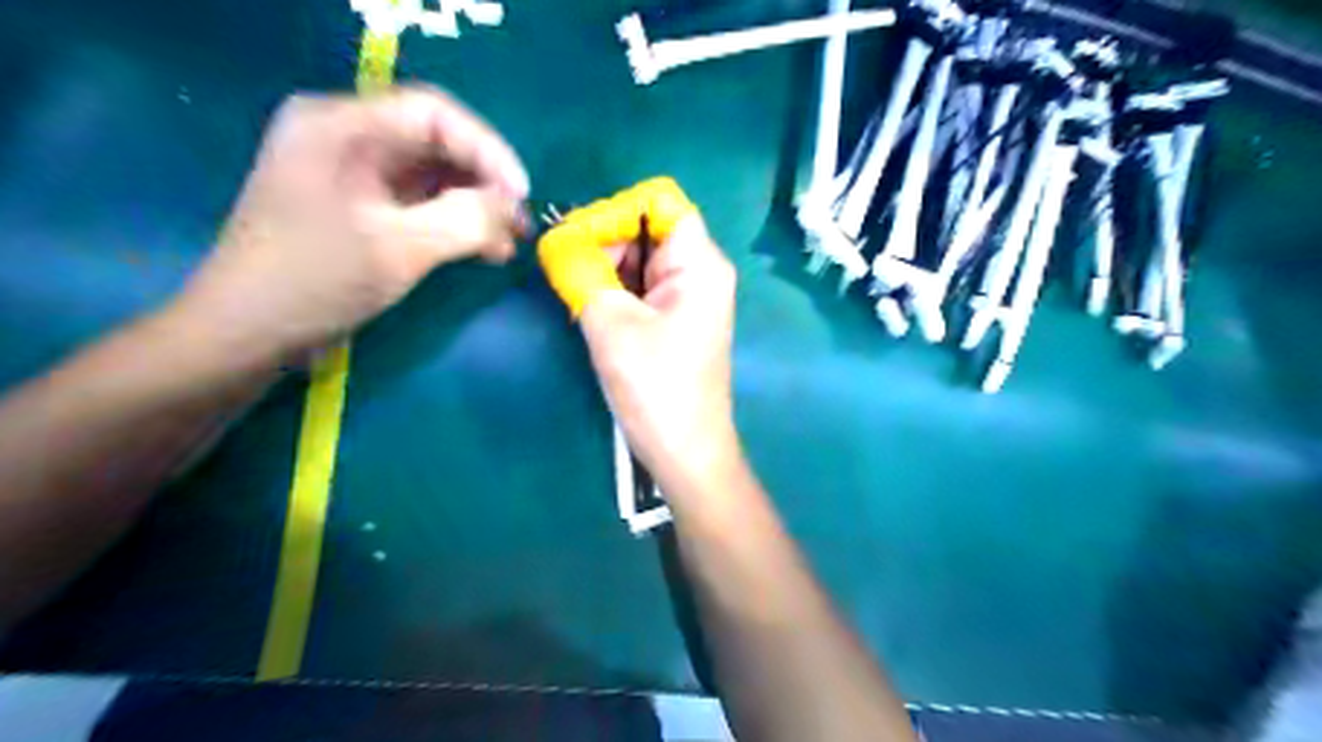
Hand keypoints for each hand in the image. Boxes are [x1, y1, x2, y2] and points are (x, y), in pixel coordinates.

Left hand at [169, 87, 527, 362]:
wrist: (247, 331)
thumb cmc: (315, 281)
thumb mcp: (399, 249)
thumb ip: (464, 221)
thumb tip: (509, 207)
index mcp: (340, 125)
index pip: (433, 113)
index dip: (487, 149)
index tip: (521, 194)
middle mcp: (344, 135)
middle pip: (435, 141)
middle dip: (484, 183)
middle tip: (519, 224)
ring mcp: (350, 169)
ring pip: (432, 173)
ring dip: (474, 206)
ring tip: (508, 244)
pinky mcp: (357, 201)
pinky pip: (418, 199)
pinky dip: (453, 221)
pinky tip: (483, 250)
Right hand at [581, 213, 742, 488]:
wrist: (685, 451)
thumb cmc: (656, 388)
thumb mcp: (611, 324)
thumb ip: (581, 272)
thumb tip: (552, 240)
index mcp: (698, 263)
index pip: (658, 201)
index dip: (614, 211)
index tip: (576, 239)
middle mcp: (699, 271)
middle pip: (646, 228)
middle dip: (603, 241)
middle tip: (564, 270)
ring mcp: (687, 297)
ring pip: (639, 259)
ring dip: (603, 267)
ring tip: (573, 292)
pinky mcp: (674, 319)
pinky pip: (640, 287)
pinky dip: (612, 289)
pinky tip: (588, 307)